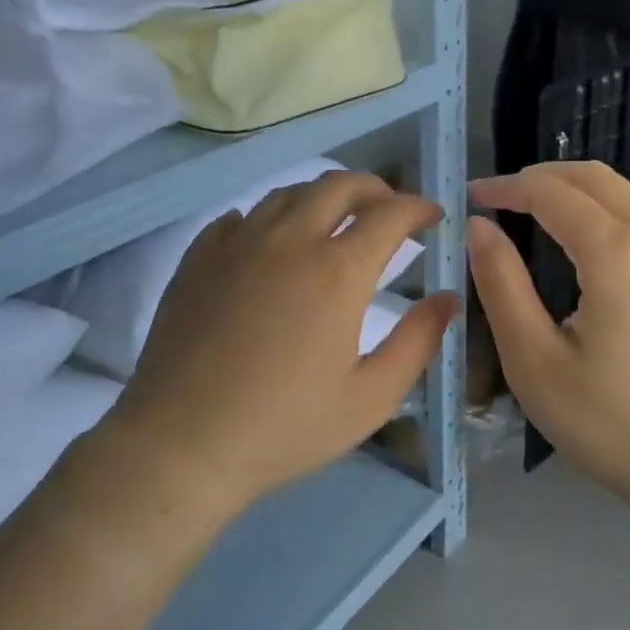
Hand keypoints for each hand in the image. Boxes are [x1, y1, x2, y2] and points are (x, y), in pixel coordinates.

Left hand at [98, 171, 457, 515]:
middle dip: (376, 189)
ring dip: (323, 197)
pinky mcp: (198, 257)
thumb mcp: (370, 398)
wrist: (181, 444)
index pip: (390, 214)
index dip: (419, 208)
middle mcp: (290, 240)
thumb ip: (417, 342)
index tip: (434, 217)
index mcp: (338, 271)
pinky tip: (272, 243)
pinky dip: (270, 219)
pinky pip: (241, 217)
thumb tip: (448, 299)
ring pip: (289, 193)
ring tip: (335, 223)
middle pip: (339, 185)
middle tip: (389, 212)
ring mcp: (238, 243)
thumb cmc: (284, 427)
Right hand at [467, 162, 629, 523]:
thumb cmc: (614, 425)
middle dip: (542, 177)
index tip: (472, 199)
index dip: (507, 187)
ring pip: (627, 198)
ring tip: (535, 220)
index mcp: (618, 252)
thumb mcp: (536, 362)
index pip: (552, 192)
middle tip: (501, 199)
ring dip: (576, 195)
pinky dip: (606, 218)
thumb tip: (481, 228)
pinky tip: (587, 256)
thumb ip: (501, 285)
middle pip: (595, 178)